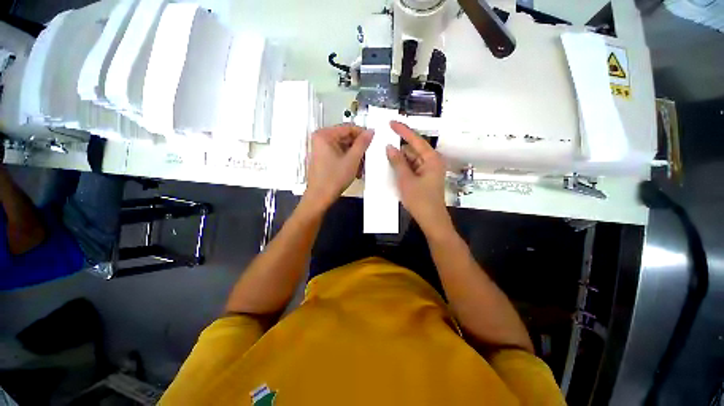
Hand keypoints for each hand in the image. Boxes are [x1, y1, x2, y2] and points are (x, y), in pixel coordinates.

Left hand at [304, 125, 372, 210]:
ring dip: (355, 157)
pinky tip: (355, 170)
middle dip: (358, 149)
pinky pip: (339, 154)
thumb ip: (362, 143)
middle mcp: (321, 139)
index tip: (373, 140)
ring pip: (344, 148)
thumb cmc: (334, 178)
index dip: (362, 134)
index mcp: (324, 135)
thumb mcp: (352, 159)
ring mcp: (321, 149)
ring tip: (362, 167)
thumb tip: (371, 131)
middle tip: (368, 157)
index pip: (348, 128)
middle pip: (346, 138)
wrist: (320, 197)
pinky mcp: (323, 158)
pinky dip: (348, 161)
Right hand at [386, 121, 447, 231]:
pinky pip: (412, 168)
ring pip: (411, 159)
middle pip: (413, 150)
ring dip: (399, 159)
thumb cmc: (420, 200)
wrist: (431, 220)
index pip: (416, 140)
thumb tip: (389, 147)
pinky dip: (403, 167)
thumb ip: (398, 162)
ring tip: (384, 158)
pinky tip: (392, 168)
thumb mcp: (406, 180)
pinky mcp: (425, 178)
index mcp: (431, 159)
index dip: (403, 130)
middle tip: (382, 145)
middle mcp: (432, 161)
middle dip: (398, 148)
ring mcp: (428, 170)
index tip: (390, 122)